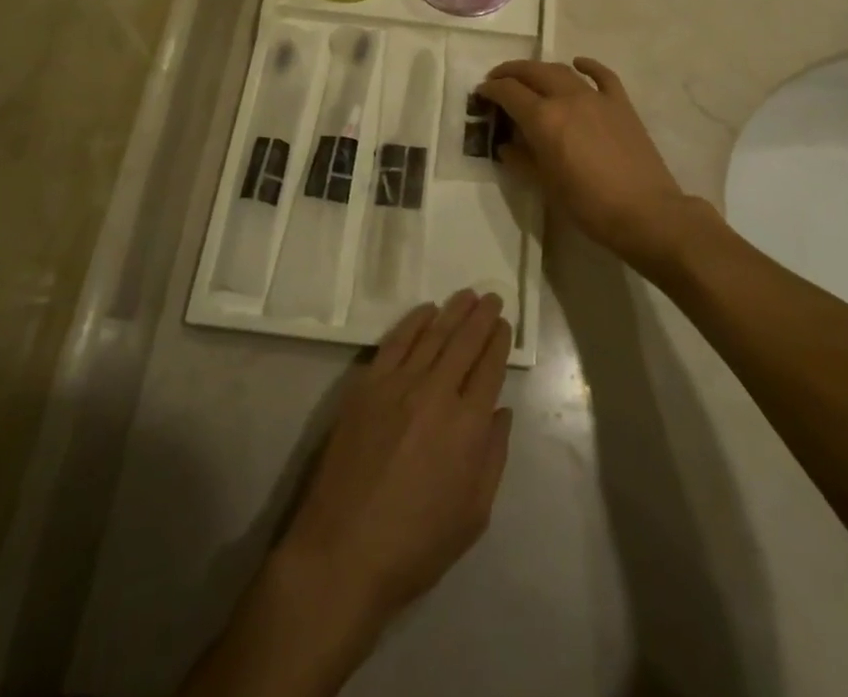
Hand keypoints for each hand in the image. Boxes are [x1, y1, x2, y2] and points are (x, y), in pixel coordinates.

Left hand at [275, 291, 513, 633]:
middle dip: (482, 317)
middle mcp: (436, 394)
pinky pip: (395, 342)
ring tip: (466, 295)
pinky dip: (413, 322)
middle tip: (492, 297)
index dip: (499, 343)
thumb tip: (502, 412)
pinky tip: (426, 311)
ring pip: (432, 335)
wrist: (342, 552)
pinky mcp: (366, 385)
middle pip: (464, 343)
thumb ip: (493, 458)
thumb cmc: (415, 545)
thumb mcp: (473, 516)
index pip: (490, 369)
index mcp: (467, 427)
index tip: (505, 324)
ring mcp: (398, 385)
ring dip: (453, 312)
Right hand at [478, 58, 718, 274]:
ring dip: (540, 69)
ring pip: (562, 71)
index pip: (509, 92)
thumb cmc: (588, 205)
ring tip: (529, 77)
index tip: (481, 93)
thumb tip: (508, 146)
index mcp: (544, 119)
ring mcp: (597, 97)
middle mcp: (567, 98)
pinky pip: (602, 75)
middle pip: (532, 72)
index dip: (491, 90)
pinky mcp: (620, 104)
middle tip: (497, 80)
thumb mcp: (546, 186)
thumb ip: (523, 160)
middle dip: (510, 72)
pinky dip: (586, 66)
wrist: (645, 212)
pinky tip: (578, 64)